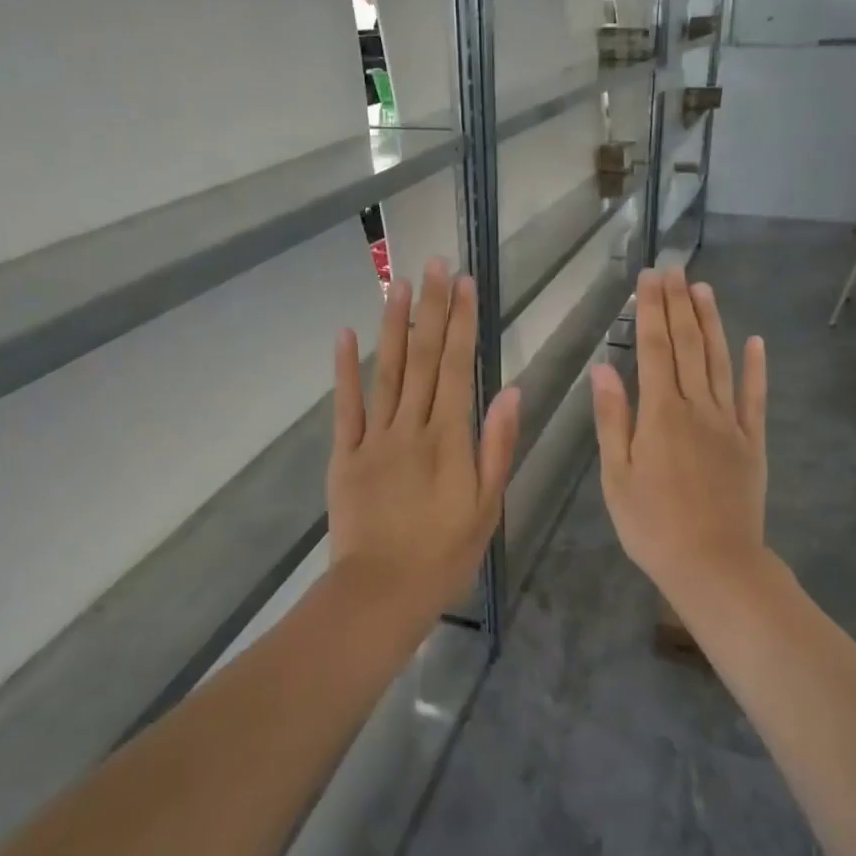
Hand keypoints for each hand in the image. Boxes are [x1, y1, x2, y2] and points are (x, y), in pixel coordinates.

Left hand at [328, 258, 519, 629]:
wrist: (382, 591)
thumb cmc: (444, 554)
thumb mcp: (487, 506)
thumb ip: (498, 446)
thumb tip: (510, 390)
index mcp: (449, 439)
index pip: (457, 367)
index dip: (461, 322)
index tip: (464, 284)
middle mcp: (411, 427)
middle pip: (422, 358)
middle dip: (431, 308)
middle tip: (434, 264)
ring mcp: (373, 438)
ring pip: (386, 372)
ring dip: (393, 325)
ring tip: (398, 284)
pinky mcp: (344, 455)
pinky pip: (345, 406)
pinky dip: (345, 369)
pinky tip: (346, 334)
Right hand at [591, 267, 767, 612]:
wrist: (714, 564)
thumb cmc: (652, 525)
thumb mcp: (617, 476)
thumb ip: (612, 419)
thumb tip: (603, 368)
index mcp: (660, 414)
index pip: (655, 349)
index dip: (651, 311)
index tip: (649, 278)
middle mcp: (697, 408)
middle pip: (688, 346)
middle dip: (679, 305)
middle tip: (674, 268)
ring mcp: (729, 424)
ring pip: (720, 362)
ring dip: (712, 323)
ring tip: (704, 289)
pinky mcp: (752, 443)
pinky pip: (754, 399)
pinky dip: (755, 369)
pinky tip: (755, 342)